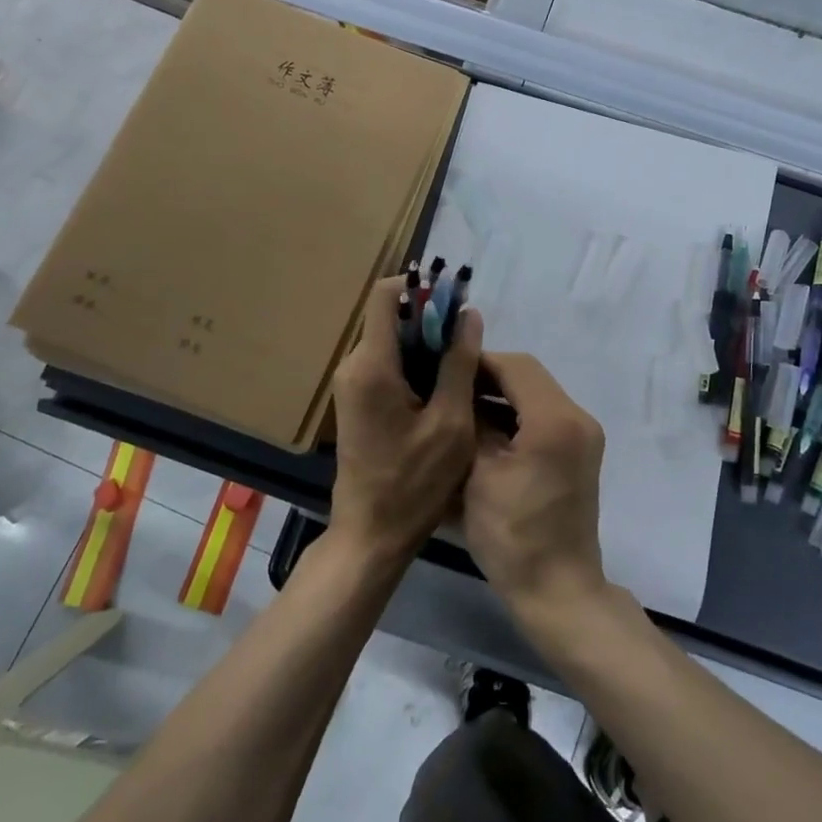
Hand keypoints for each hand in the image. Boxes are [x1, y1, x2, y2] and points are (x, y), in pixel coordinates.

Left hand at [329, 276, 483, 565]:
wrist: (371, 534)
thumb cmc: (414, 483)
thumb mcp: (451, 423)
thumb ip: (459, 364)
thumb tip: (469, 315)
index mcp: (372, 365)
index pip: (385, 295)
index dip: (420, 287)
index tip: (454, 300)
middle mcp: (354, 365)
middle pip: (391, 317)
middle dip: (431, 319)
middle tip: (469, 342)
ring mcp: (352, 383)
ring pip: (392, 341)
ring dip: (426, 344)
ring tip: (463, 366)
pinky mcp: (357, 400)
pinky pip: (387, 364)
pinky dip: (415, 365)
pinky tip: (443, 388)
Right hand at [463, 354, 606, 616]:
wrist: (557, 591)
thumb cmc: (512, 535)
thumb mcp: (478, 474)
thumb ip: (470, 423)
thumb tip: (456, 392)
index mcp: (555, 420)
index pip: (514, 366)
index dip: (477, 362)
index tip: (441, 366)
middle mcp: (577, 418)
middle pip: (527, 377)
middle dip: (487, 378)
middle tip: (447, 385)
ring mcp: (582, 436)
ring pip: (535, 395)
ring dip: (500, 396)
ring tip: (459, 406)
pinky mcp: (578, 453)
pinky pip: (543, 417)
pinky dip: (514, 416)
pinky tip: (483, 430)